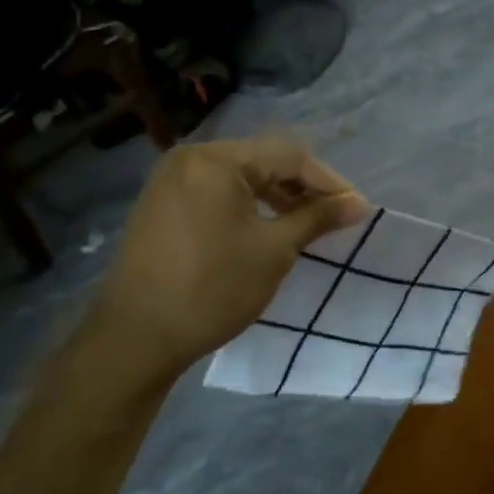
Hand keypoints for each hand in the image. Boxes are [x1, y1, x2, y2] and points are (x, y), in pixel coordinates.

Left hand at [97, 138, 368, 383]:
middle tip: (333, 216)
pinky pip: (215, 192)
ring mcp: (170, 180)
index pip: (288, 156)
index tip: (356, 209)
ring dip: (275, 196)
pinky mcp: (161, 205)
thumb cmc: (212, 289)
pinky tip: (264, 229)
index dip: (328, 181)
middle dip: (301, 186)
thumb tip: (358, 204)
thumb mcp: (274, 251)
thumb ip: (316, 218)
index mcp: (216, 160)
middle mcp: (190, 158)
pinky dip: (246, 205)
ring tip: (304, 224)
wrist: (136, 337)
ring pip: (238, 177)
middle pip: (261, 160)